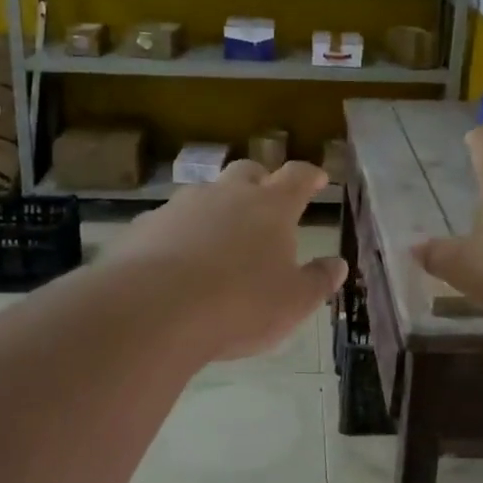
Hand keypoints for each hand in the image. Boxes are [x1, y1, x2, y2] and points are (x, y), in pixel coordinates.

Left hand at [111, 159, 347, 361]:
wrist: (153, 310)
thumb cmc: (239, 305)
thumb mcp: (293, 303)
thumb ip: (318, 281)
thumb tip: (338, 264)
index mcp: (271, 207)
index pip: (297, 177)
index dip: (310, 175)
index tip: (317, 178)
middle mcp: (227, 195)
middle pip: (248, 172)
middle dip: (260, 181)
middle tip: (266, 201)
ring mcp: (181, 206)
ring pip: (205, 194)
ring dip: (216, 208)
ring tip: (219, 238)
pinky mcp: (145, 226)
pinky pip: (169, 222)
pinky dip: (179, 234)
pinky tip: (176, 262)